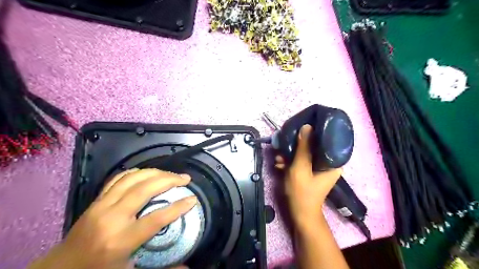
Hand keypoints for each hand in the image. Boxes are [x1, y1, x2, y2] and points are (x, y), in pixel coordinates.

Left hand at [27, 169, 195, 266]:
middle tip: (185, 178)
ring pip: (132, 178)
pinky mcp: (97, 199)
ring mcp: (102, 205)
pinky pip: (119, 178)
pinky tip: (148, 173)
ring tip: (171, 173)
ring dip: (156, 172)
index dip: (178, 207)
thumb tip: (187, 267)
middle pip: (145, 189)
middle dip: (169, 180)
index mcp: (120, 241)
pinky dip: (136, 172)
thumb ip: (161, 267)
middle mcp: (111, 218)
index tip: (193, 199)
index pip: (155, 219)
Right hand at [275, 125, 342, 229]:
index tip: (300, 129)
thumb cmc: (302, 192)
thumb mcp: (301, 167)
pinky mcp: (310, 172)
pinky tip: (279, 164)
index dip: (313, 133)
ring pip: (305, 154)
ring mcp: (318, 168)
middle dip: (296, 147)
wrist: (299, 214)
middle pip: (313, 146)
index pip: (326, 140)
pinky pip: (301, 162)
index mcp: (333, 162)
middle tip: (284, 146)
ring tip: (278, 158)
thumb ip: (303, 147)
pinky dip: (291, 162)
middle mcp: (328, 163)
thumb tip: (307, 126)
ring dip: (290, 155)